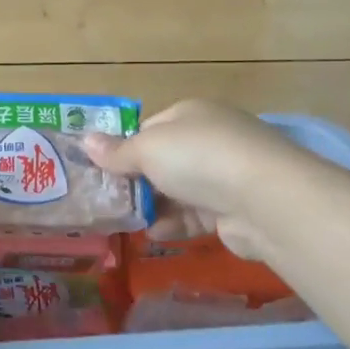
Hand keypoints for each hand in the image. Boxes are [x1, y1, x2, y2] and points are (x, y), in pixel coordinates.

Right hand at [81, 100, 295, 261]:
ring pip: (178, 190)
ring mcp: (226, 174)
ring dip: (154, 206)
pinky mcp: (234, 208)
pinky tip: (154, 234)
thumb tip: (85, 141)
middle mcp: (210, 138)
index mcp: (190, 114)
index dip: (125, 148)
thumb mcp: (147, 149)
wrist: (264, 199)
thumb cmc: (197, 158)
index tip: (104, 170)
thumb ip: (116, 151)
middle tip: (110, 200)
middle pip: (163, 160)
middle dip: (137, 181)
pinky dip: (175, 224)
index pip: (150, 128)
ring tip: (127, 221)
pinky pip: (195, 215)